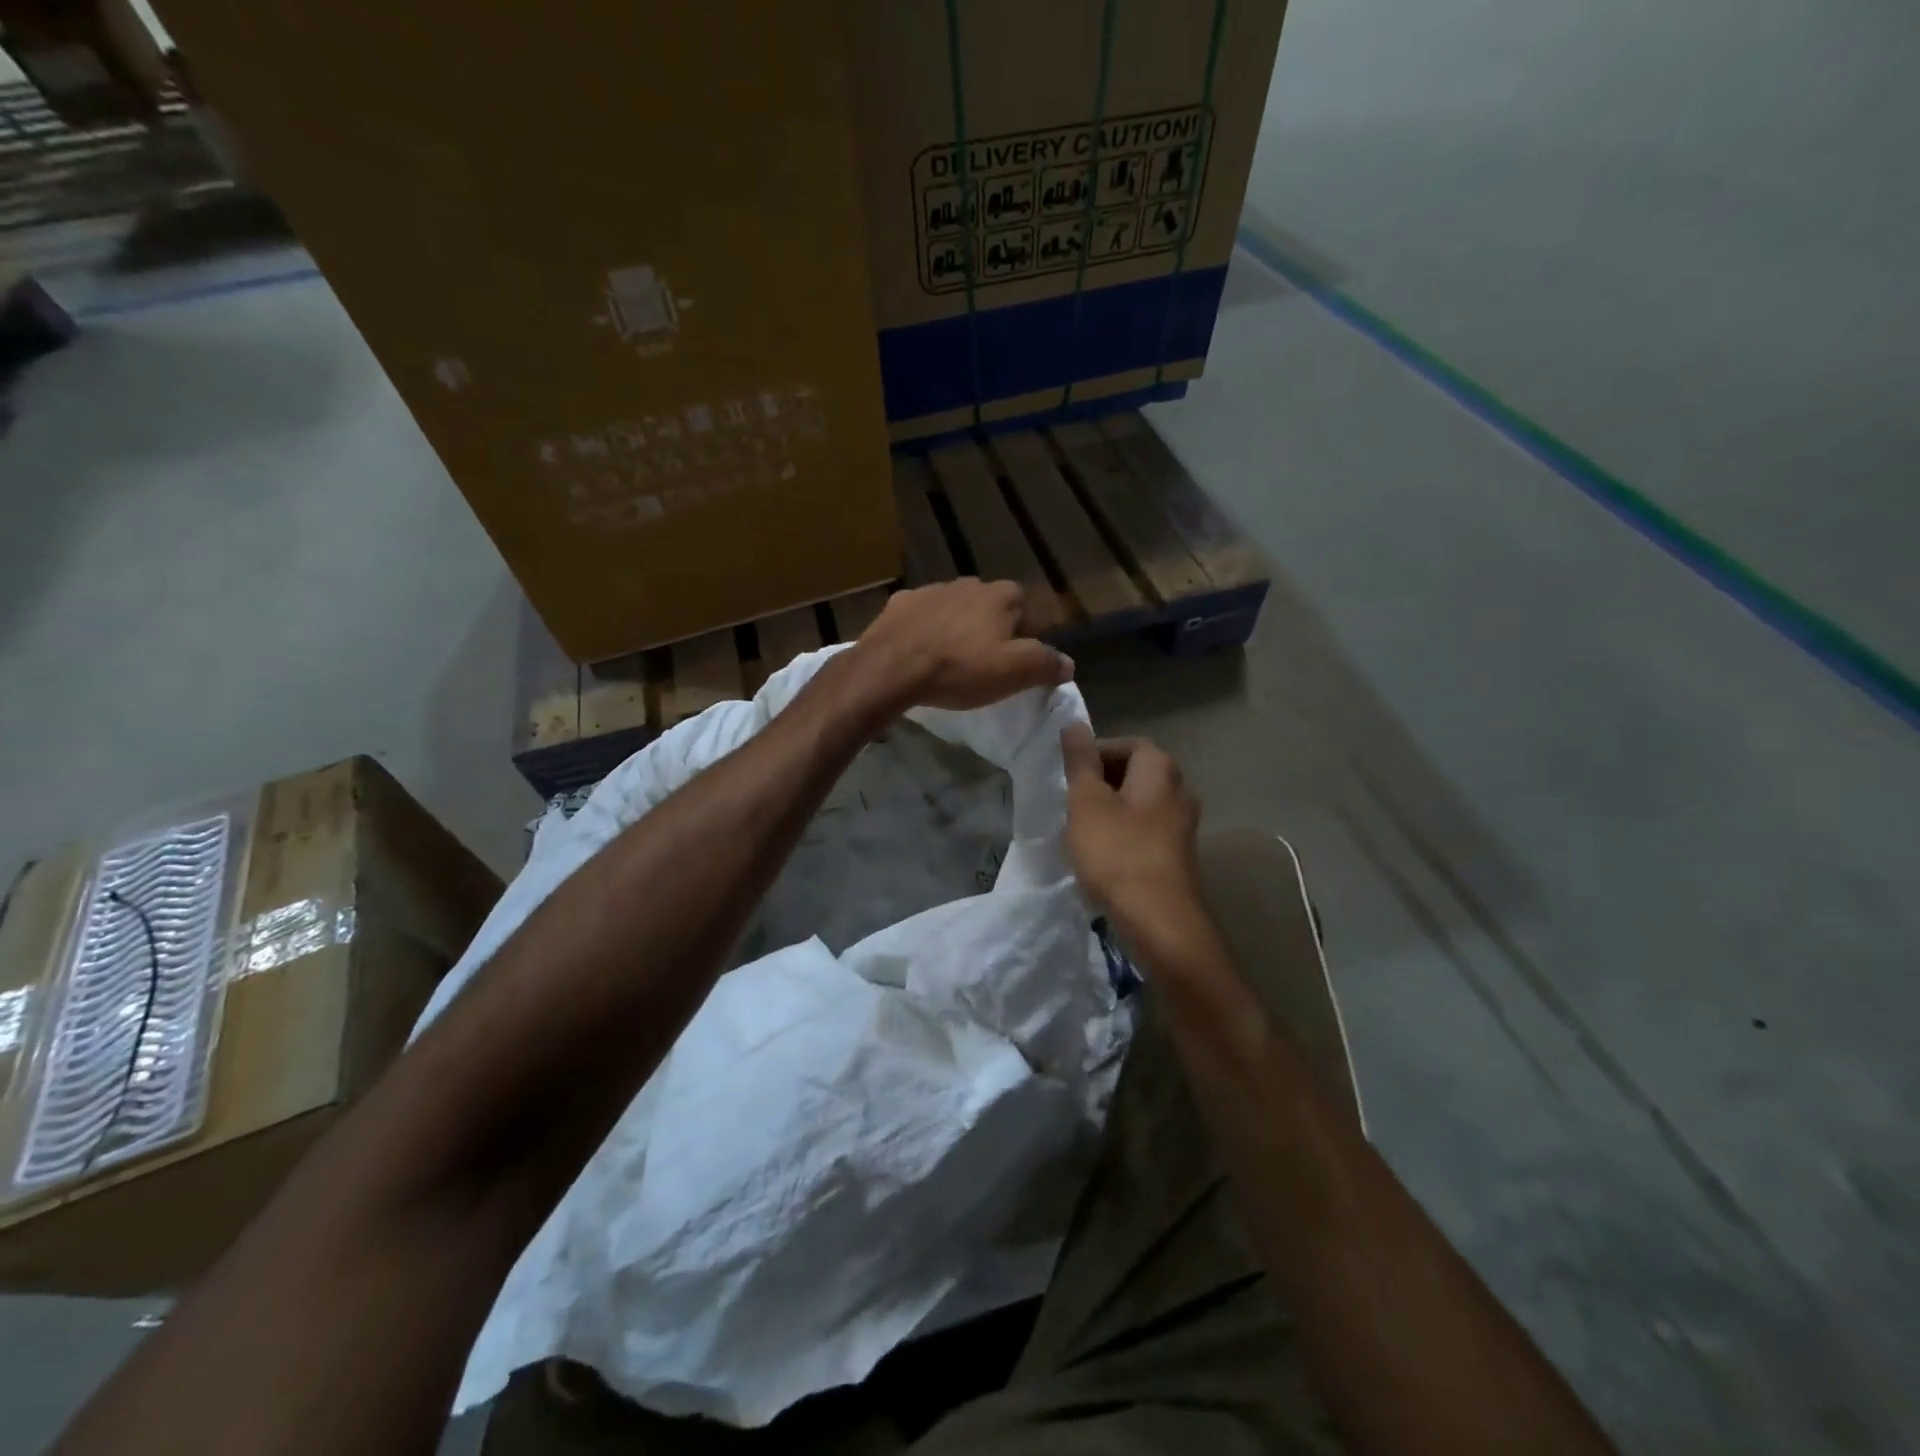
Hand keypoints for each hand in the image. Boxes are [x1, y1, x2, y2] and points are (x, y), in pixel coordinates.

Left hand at [853, 579, 1072, 711]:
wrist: (892, 668)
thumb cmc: (960, 669)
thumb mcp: (1014, 673)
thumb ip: (1046, 664)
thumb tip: (1068, 663)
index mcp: (1001, 596)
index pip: (1025, 607)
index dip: (1025, 633)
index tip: (1016, 659)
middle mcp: (968, 583)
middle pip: (989, 604)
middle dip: (990, 626)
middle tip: (983, 659)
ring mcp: (931, 590)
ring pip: (954, 606)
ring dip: (956, 625)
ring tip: (950, 656)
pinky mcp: (900, 603)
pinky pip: (921, 614)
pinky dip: (924, 627)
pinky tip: (919, 649)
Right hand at [1062, 723, 1203, 932]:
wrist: (1158, 920)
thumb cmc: (1117, 852)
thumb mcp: (1086, 801)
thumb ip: (1080, 761)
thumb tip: (1075, 724)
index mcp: (1160, 769)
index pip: (1125, 744)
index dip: (1094, 754)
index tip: (1067, 775)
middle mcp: (1179, 790)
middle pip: (1133, 774)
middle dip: (1099, 783)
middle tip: (1070, 801)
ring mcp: (1182, 826)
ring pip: (1137, 804)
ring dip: (1108, 811)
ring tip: (1079, 830)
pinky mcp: (1177, 855)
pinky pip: (1144, 831)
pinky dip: (1121, 835)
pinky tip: (1100, 856)